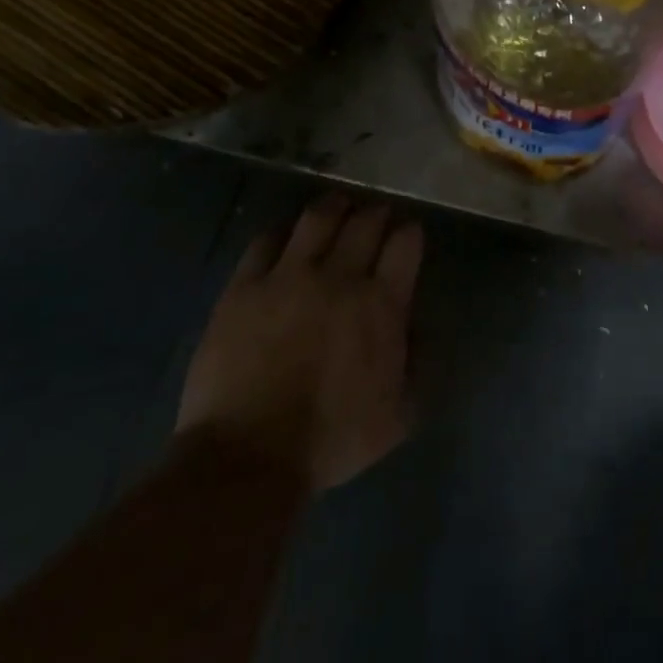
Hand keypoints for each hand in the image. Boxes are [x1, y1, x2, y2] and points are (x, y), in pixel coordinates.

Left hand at [176, 193, 421, 491]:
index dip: (410, 232)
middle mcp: (340, 277)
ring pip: (318, 218)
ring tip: (337, 206)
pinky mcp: (245, 287)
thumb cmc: (331, 440)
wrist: (249, 456)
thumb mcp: (397, 416)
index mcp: (382, 304)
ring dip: (334, 206)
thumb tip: (417, 327)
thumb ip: (416, 364)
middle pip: (365, 221)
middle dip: (376, 213)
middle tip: (375, 216)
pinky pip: (266, 241)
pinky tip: (286, 236)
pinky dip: (282, 232)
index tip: (408, 235)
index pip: (405, 243)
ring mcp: (288, 277)